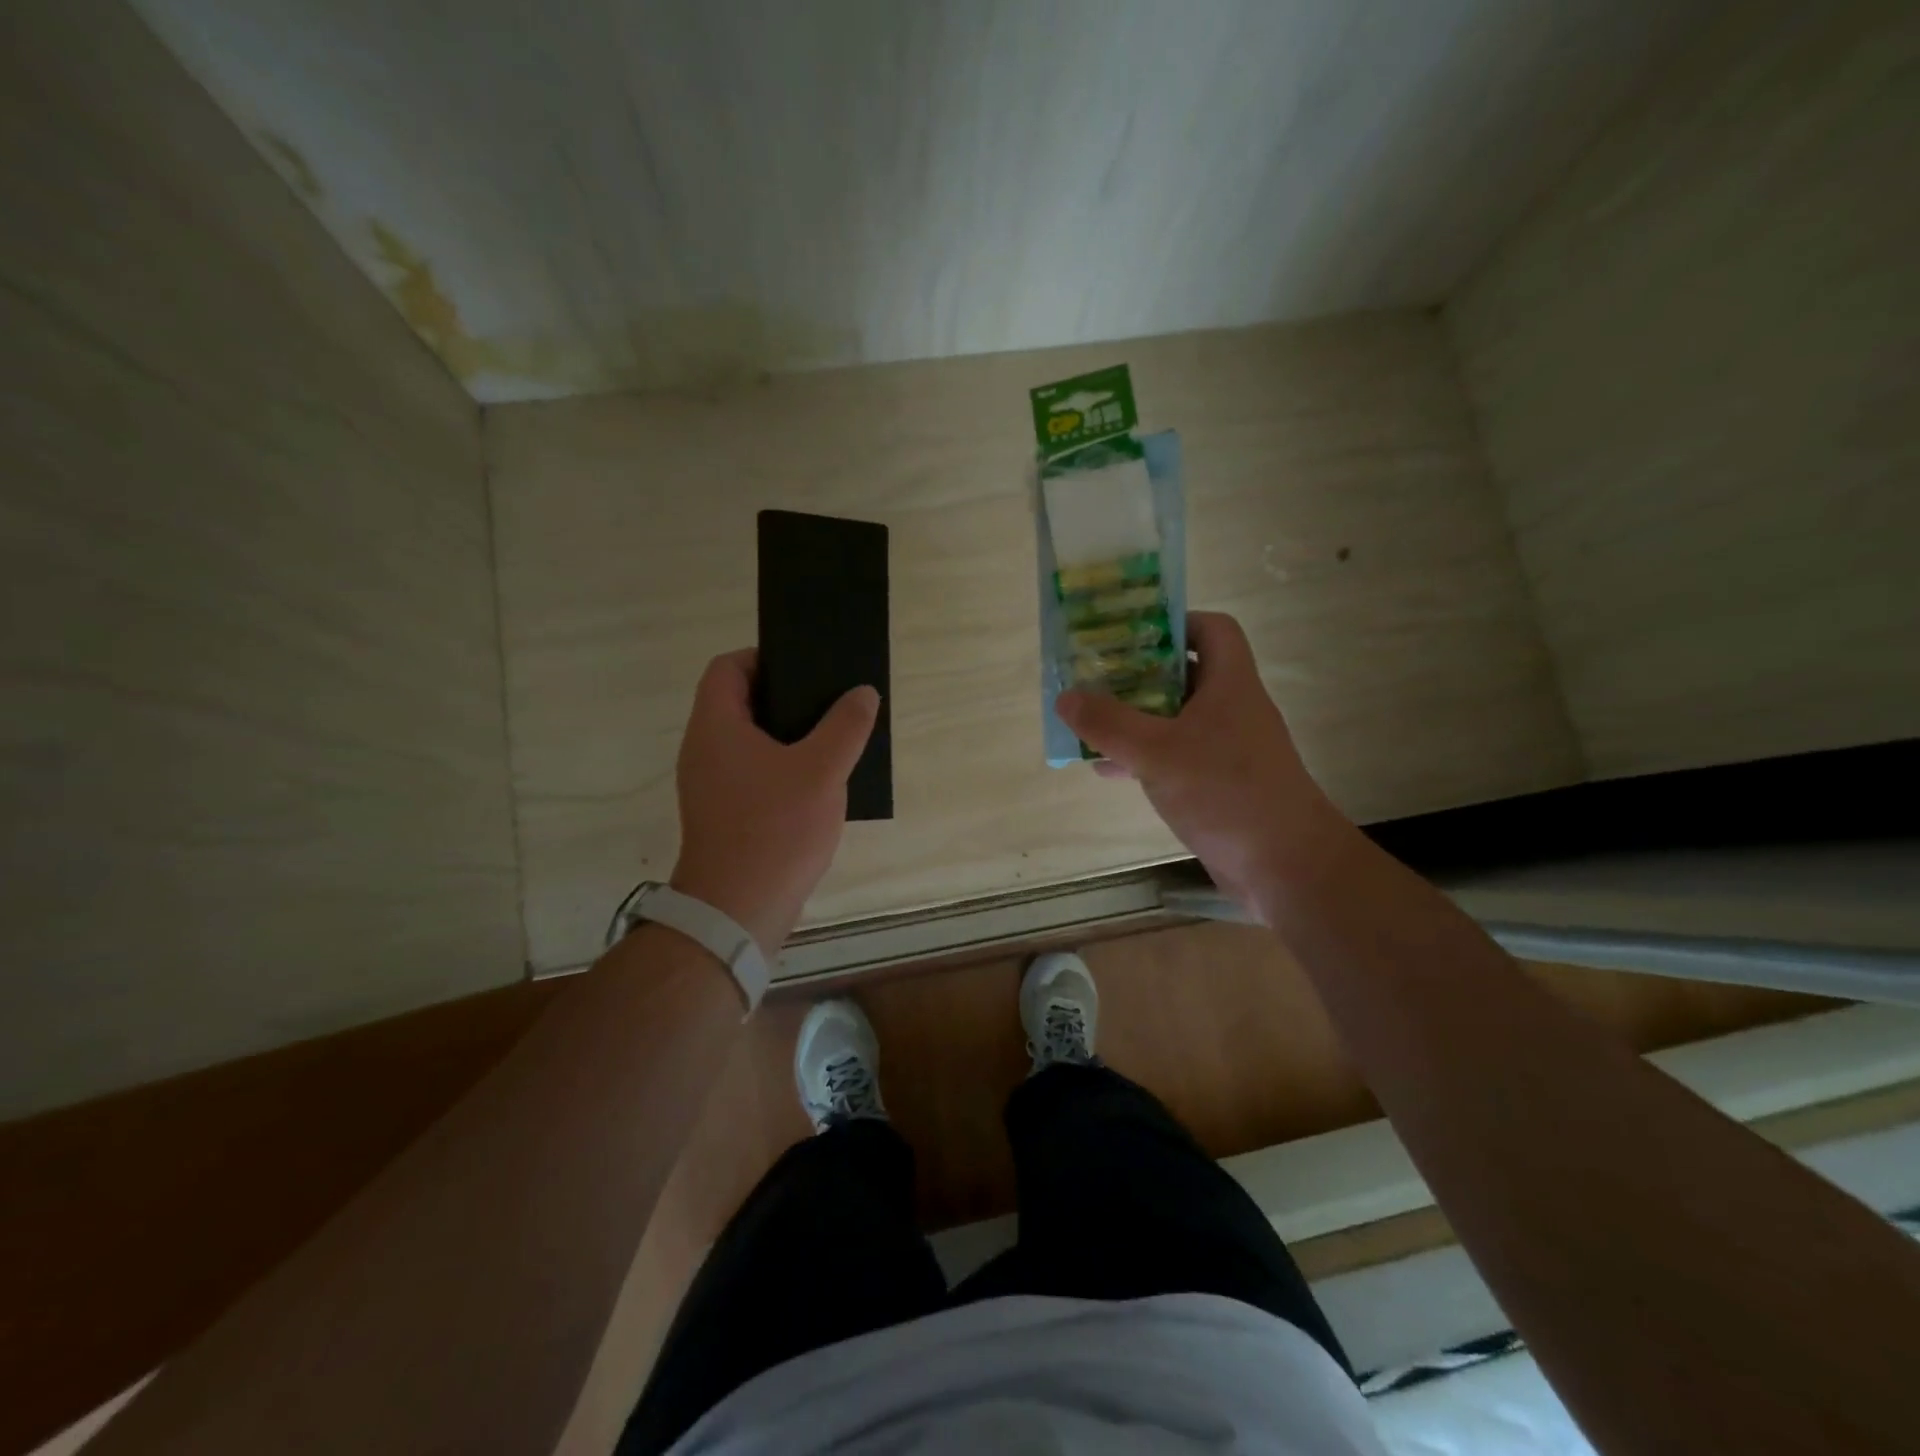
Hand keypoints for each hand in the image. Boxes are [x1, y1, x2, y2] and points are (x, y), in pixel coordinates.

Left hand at [669, 649, 878, 952]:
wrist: (738, 910)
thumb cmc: (775, 829)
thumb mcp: (822, 770)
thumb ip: (846, 725)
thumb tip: (862, 693)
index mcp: (716, 726)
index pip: (727, 667)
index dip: (764, 657)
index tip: (805, 667)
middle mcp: (704, 749)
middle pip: (740, 702)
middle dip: (786, 697)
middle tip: (830, 701)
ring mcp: (711, 785)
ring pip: (750, 741)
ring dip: (788, 735)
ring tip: (833, 739)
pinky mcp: (724, 814)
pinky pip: (753, 773)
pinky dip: (782, 767)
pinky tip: (819, 782)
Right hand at [1056, 611, 1346, 916]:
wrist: (1285, 866)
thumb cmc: (1226, 793)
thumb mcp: (1157, 752)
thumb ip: (1108, 724)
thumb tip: (1066, 698)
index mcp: (1229, 684)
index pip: (1213, 629)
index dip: (1175, 622)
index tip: (1131, 633)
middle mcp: (1231, 709)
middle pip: (1185, 673)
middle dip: (1138, 673)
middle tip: (1095, 676)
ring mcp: (1226, 749)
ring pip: (1174, 718)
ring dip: (1134, 718)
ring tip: (1090, 722)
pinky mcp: (1219, 784)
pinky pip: (1174, 757)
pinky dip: (1142, 757)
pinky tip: (1107, 770)